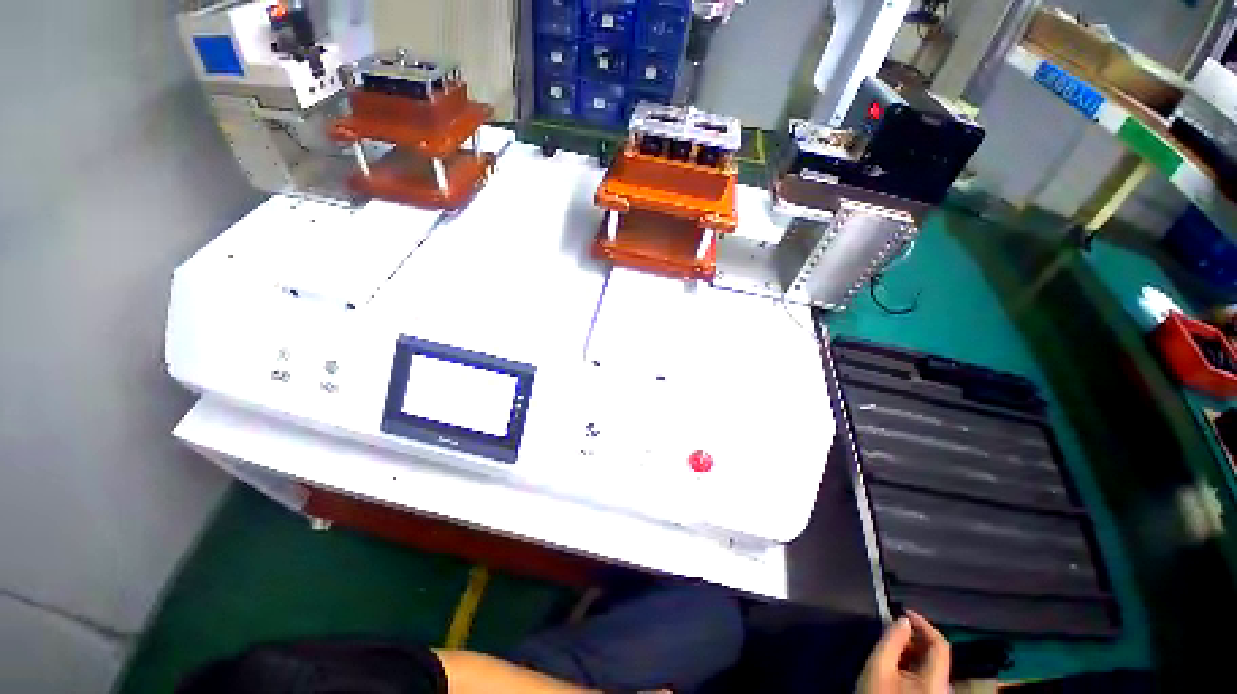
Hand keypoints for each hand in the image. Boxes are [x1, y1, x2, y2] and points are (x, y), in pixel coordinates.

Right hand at [856, 611, 949, 693]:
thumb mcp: (878, 666)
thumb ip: (891, 641)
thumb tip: (902, 620)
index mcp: (937, 681)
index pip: (941, 645)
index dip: (924, 624)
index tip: (904, 611)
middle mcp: (945, 688)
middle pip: (936, 656)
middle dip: (915, 639)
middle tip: (893, 630)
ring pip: (931, 666)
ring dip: (913, 651)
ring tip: (892, 645)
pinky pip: (928, 676)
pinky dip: (913, 664)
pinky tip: (897, 663)